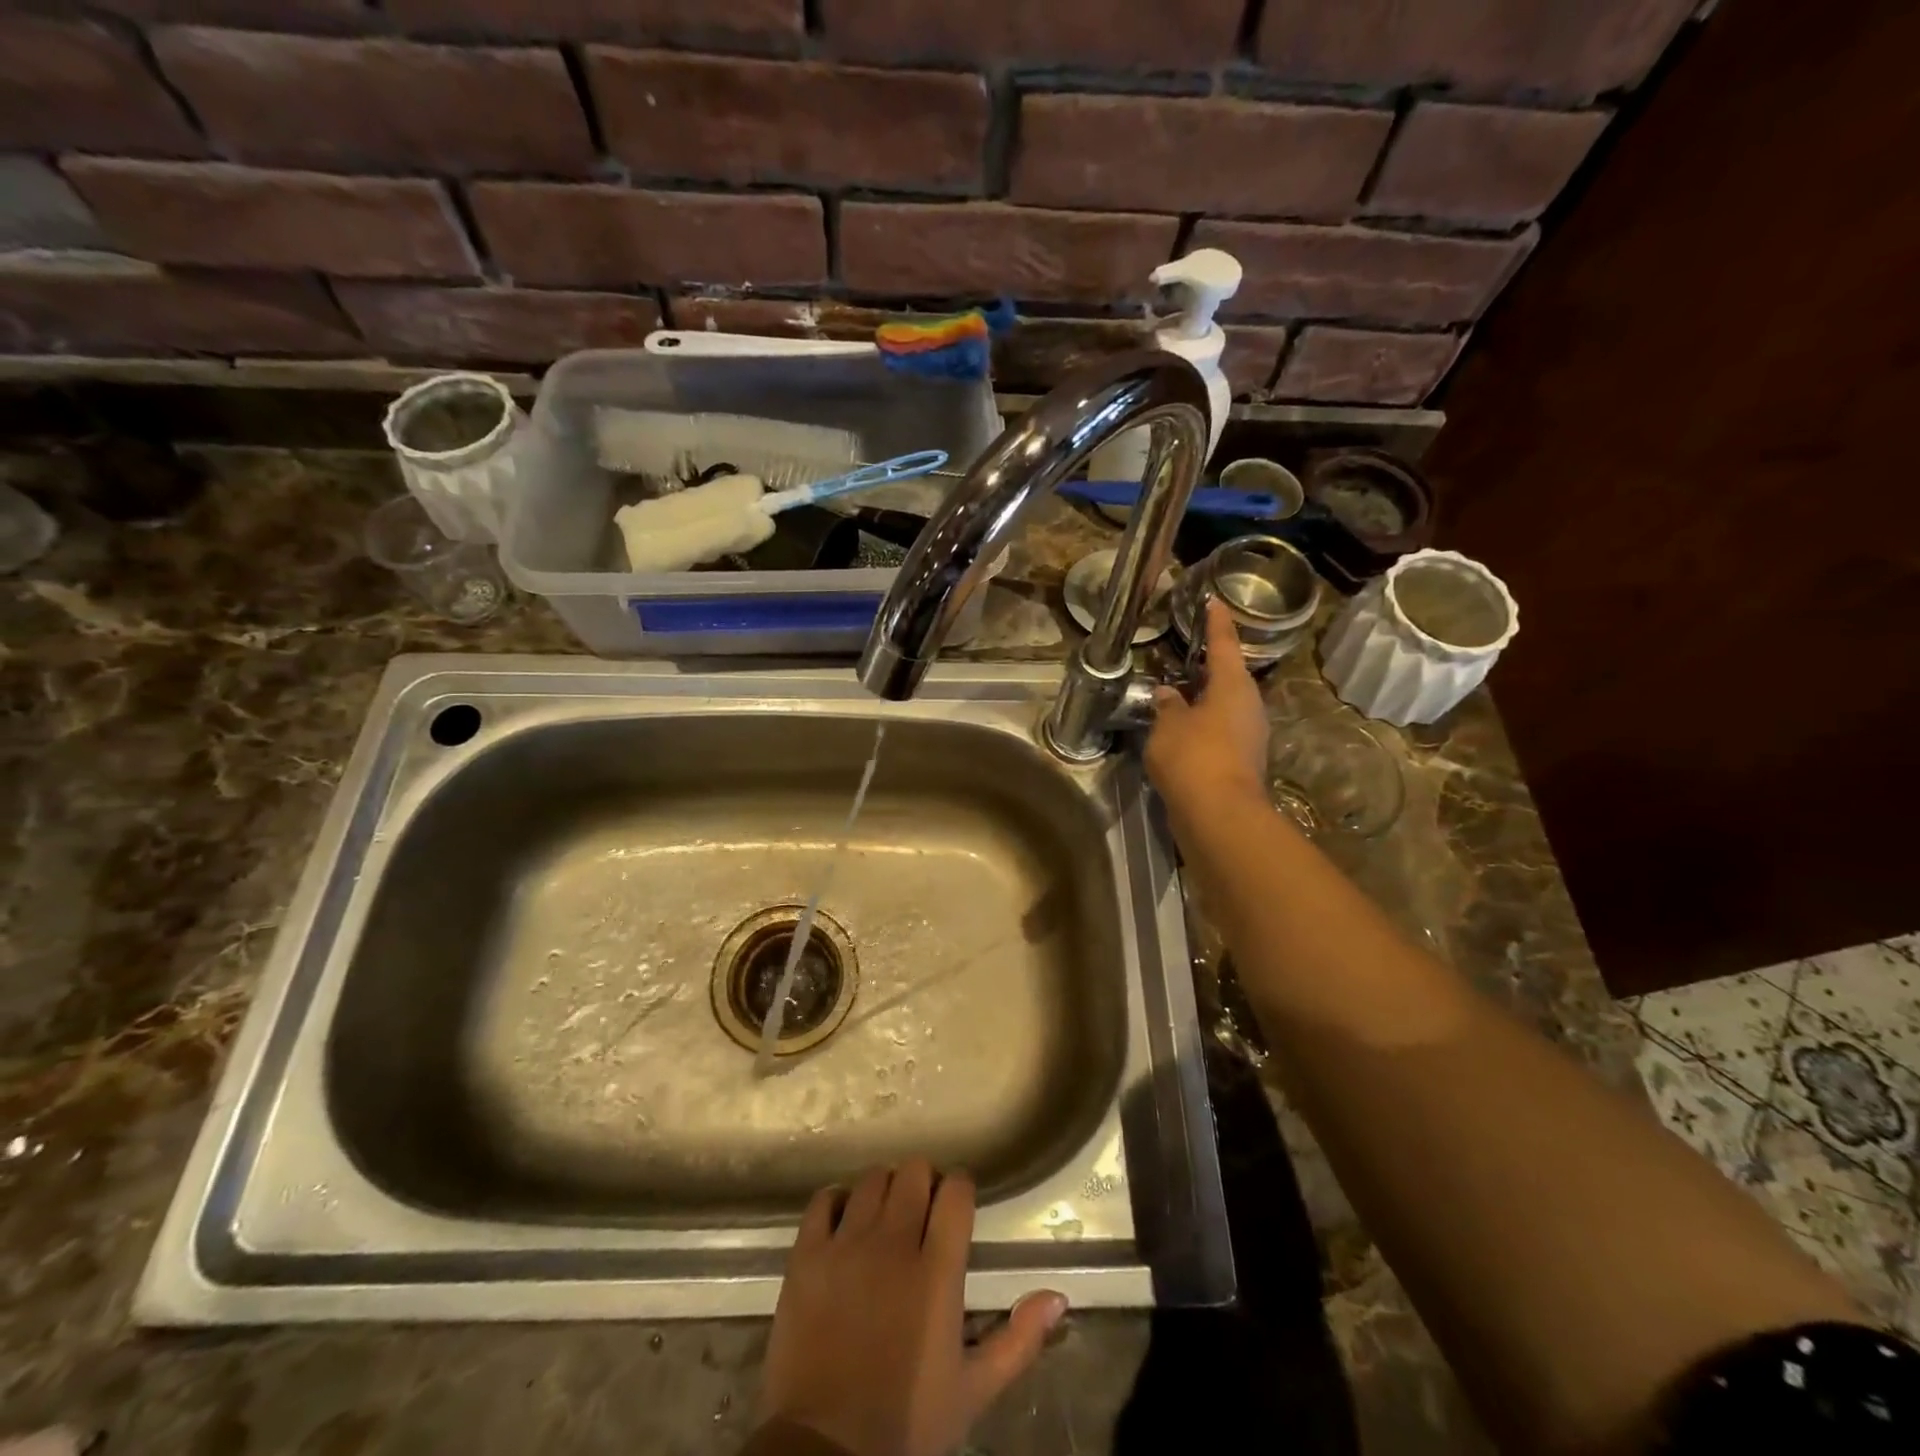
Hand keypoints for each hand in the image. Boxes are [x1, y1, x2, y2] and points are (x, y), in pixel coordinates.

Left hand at [760, 1161, 1066, 1455]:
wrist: (825, 1454)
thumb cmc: (907, 1423)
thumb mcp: (973, 1390)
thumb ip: (1019, 1340)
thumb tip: (1058, 1296)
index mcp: (937, 1271)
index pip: (956, 1190)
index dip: (960, 1188)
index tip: (957, 1205)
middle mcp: (893, 1244)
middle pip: (914, 1171)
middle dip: (923, 1182)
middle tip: (922, 1212)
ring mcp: (846, 1245)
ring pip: (872, 1179)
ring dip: (884, 1190)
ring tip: (885, 1217)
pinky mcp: (807, 1256)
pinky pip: (823, 1201)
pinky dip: (837, 1202)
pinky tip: (844, 1221)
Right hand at [1146, 597, 1270, 808]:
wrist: (1219, 815)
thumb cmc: (1193, 757)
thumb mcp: (1168, 725)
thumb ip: (1167, 705)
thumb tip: (1168, 694)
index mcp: (1233, 686)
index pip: (1223, 644)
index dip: (1217, 622)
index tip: (1215, 601)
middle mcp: (1248, 706)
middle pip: (1228, 677)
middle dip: (1208, 666)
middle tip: (1187, 653)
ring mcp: (1248, 735)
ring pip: (1223, 707)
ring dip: (1202, 699)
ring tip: (1175, 694)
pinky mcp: (1241, 761)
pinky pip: (1219, 731)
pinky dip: (1201, 726)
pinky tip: (1179, 731)